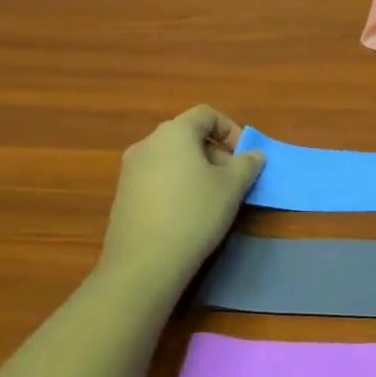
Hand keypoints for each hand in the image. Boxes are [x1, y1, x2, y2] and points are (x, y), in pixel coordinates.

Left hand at [97, 106, 263, 286]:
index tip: (243, 156)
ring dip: (195, 170)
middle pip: (187, 136)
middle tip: (232, 180)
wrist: (144, 262)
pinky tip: (186, 214)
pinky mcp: (122, 195)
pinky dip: (176, 185)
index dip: (230, 129)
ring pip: (171, 158)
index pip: (206, 114)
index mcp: (174, 132)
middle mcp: (147, 143)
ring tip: (211, 199)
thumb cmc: (195, 212)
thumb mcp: (232, 187)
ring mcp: (130, 170)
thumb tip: (253, 155)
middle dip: (214, 153)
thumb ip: (247, 164)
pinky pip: (156, 178)